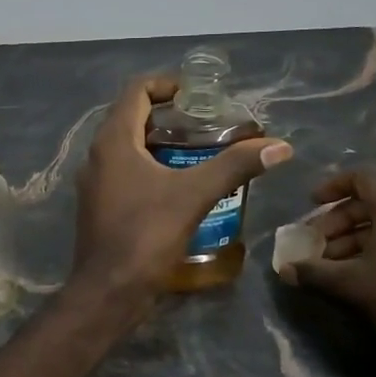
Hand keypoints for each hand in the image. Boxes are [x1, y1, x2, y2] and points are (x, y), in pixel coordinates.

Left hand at [71, 76, 290, 302]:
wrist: (108, 291)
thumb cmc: (145, 235)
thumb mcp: (194, 195)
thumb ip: (235, 166)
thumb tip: (280, 146)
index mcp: (113, 141)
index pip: (136, 91)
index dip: (167, 84)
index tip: (199, 96)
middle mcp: (97, 156)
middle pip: (132, 119)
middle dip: (170, 117)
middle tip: (207, 125)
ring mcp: (95, 184)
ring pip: (128, 149)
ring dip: (161, 145)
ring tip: (200, 154)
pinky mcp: (99, 207)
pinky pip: (125, 174)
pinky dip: (151, 170)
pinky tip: (180, 188)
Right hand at [290, 170, 375, 374]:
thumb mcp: (352, 286)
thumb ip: (314, 273)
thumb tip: (285, 270)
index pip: (363, 178)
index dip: (332, 187)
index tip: (310, 204)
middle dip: (340, 221)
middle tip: (318, 246)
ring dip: (361, 238)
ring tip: (339, 266)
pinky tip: (372, 275)